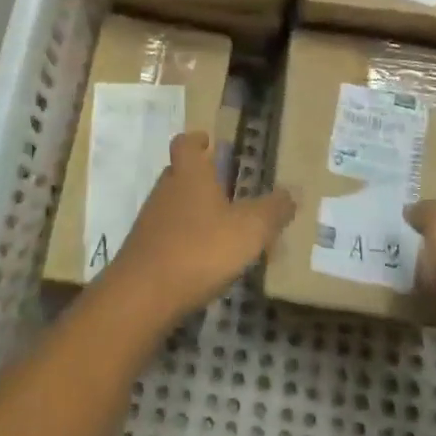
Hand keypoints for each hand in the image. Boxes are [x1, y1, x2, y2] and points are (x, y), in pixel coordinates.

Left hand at [104, 132, 294, 327]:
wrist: (143, 295)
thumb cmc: (200, 249)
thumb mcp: (249, 230)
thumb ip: (273, 210)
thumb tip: (292, 193)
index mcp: (189, 174)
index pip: (185, 143)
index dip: (196, 140)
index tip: (209, 142)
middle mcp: (166, 189)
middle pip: (179, 172)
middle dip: (199, 176)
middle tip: (225, 186)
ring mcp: (151, 220)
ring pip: (173, 204)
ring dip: (192, 209)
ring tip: (220, 225)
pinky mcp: (144, 250)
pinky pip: (167, 233)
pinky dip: (184, 238)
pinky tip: (202, 258)